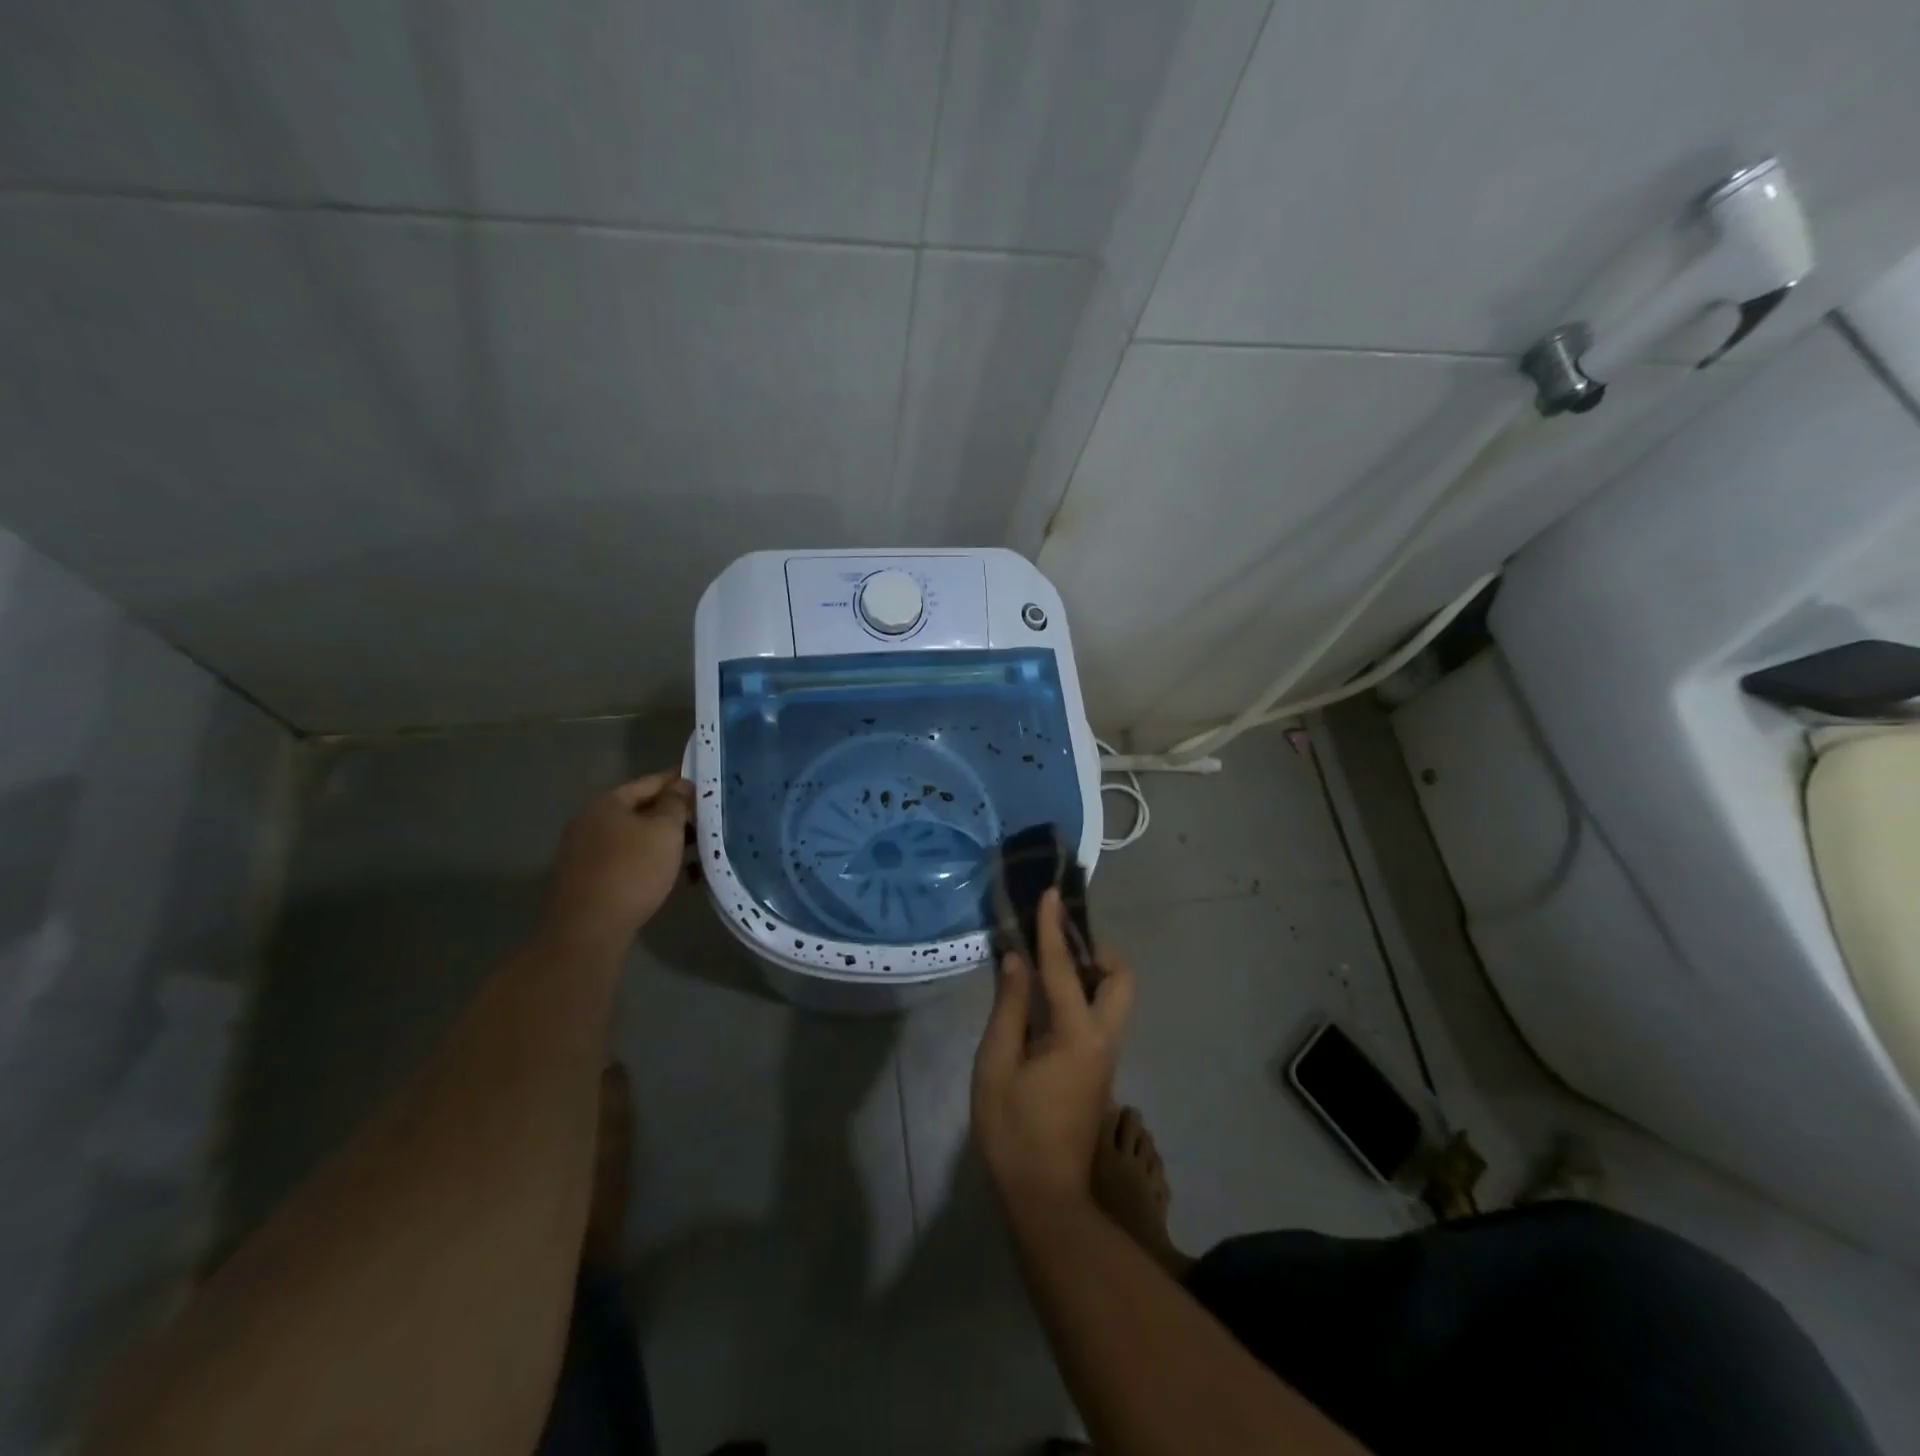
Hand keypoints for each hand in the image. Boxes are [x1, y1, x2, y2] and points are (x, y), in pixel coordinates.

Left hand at [544, 772, 694, 946]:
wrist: (589, 929)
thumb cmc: (632, 870)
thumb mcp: (665, 830)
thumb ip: (676, 803)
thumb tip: (681, 785)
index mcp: (607, 803)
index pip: (651, 782)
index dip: (680, 781)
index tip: (706, 785)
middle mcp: (592, 822)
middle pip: (642, 810)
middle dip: (676, 815)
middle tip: (709, 821)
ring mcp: (587, 852)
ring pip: (637, 838)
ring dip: (667, 842)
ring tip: (701, 850)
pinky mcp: (591, 880)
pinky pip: (629, 861)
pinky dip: (653, 863)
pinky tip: (679, 876)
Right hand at [972, 888, 1135, 1209]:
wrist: (1046, 1197)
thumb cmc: (1013, 1130)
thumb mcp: (996, 1065)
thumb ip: (1009, 1008)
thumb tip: (1017, 960)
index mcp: (1076, 1034)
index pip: (1063, 968)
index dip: (1053, 928)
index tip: (1050, 894)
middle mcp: (1103, 1038)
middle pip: (1121, 980)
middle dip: (1098, 951)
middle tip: (1060, 942)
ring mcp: (1105, 1056)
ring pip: (1116, 998)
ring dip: (1092, 971)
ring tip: (1050, 962)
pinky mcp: (1099, 1069)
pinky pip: (1101, 1014)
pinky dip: (1083, 993)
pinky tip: (1049, 998)